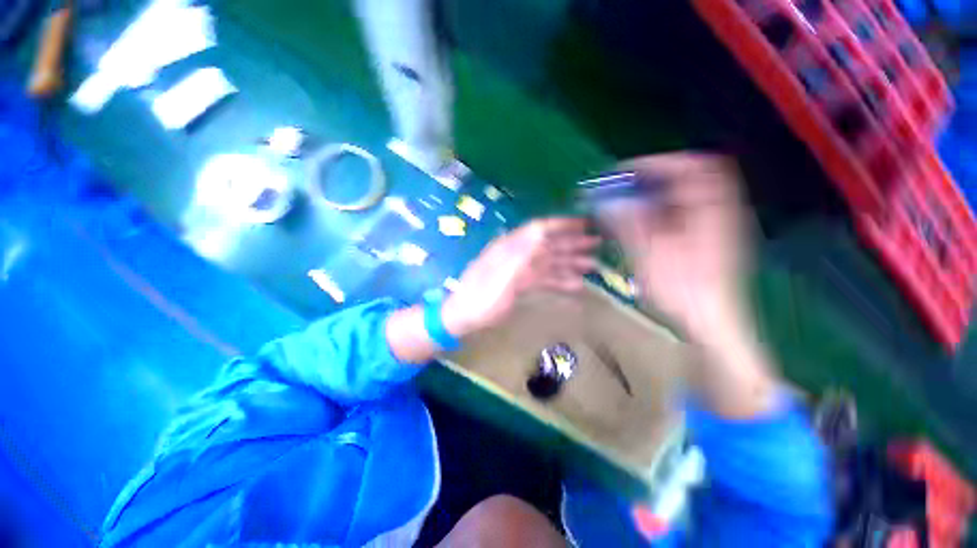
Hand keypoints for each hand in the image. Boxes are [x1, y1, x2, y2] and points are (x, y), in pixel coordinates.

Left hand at [442, 218, 599, 335]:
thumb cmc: (481, 297)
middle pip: (548, 245)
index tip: (584, 223)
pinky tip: (575, 285)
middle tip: (597, 243)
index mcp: (511, 247)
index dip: (562, 224)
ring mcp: (519, 270)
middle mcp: (517, 254)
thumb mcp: (501, 275)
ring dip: (570, 263)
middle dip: (572, 243)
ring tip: (593, 266)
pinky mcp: (520, 284)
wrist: (464, 316)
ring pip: (549, 262)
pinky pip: (544, 279)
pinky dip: (559, 280)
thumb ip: (522, 253)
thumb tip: (541, 231)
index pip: (539, 228)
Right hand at [601, 153, 751, 343]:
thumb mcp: (649, 254)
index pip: (691, 165)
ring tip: (631, 202)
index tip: (625, 172)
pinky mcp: (708, 237)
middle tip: (627, 186)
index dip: (656, 163)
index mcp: (712, 209)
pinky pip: (685, 211)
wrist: (710, 321)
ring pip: (686, 194)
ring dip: (657, 193)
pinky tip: (645, 222)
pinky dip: (663, 209)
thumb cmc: (682, 289)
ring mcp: (716, 223)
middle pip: (690, 176)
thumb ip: (628, 223)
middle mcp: (719, 209)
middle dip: (655, 176)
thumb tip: (607, 203)